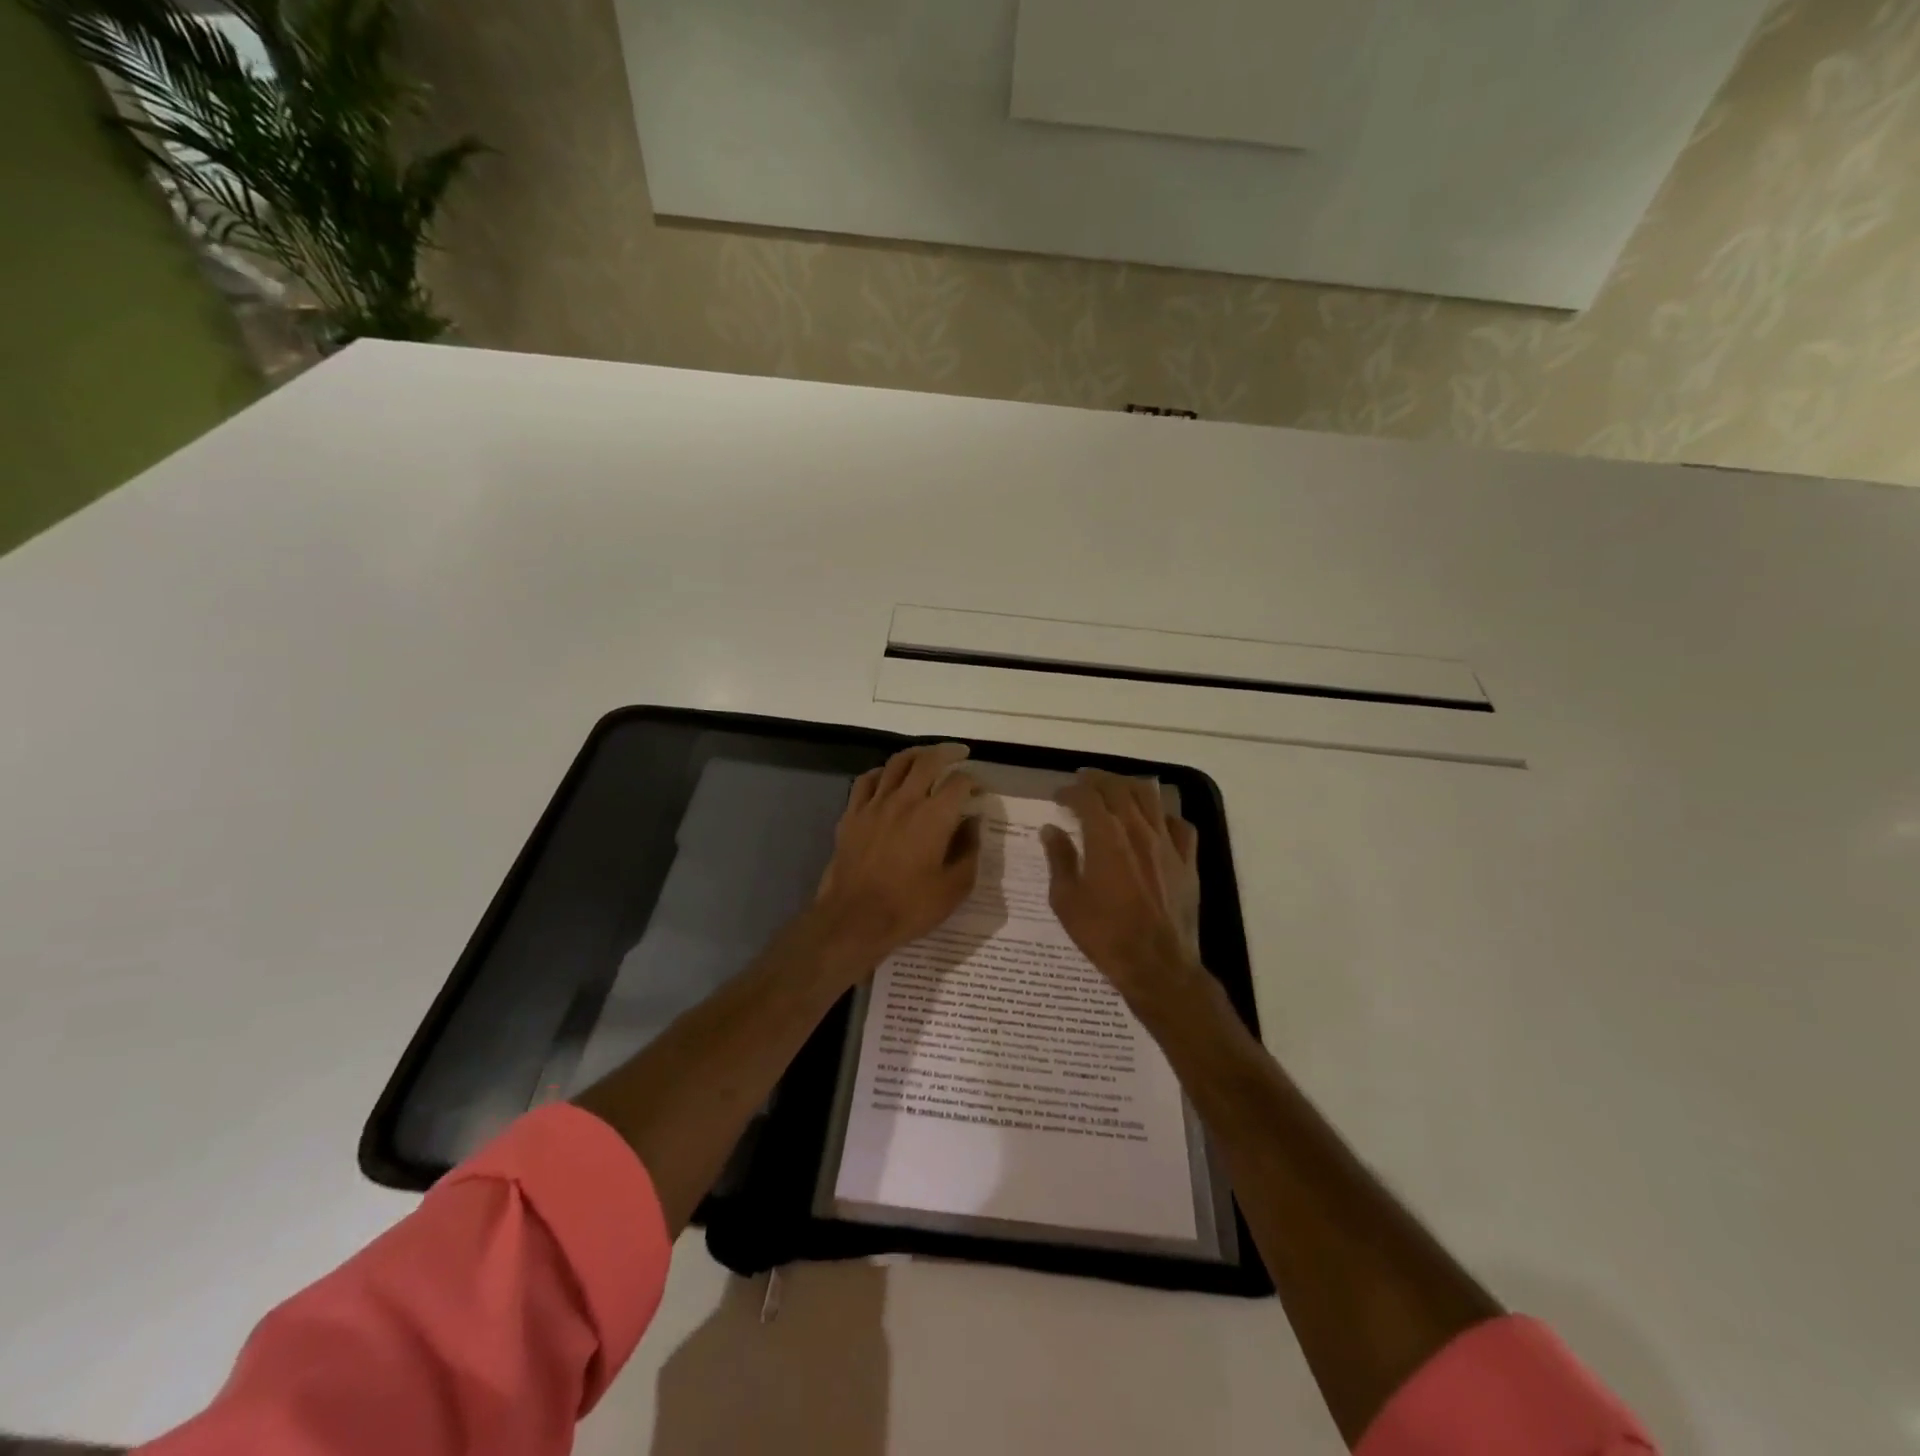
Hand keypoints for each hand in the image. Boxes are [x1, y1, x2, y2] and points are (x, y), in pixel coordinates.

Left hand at [813, 743, 981, 971]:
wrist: (854, 919)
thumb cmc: (909, 907)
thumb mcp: (955, 887)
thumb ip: (969, 850)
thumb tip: (973, 823)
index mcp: (934, 816)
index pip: (959, 783)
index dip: (973, 781)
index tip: (979, 790)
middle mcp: (905, 800)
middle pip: (927, 760)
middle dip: (948, 752)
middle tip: (959, 753)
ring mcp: (874, 804)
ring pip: (896, 763)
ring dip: (916, 754)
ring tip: (927, 756)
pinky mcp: (852, 814)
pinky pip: (867, 780)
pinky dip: (882, 772)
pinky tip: (888, 778)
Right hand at [1040, 768, 1203, 1000]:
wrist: (1157, 966)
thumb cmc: (1105, 935)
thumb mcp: (1067, 901)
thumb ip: (1059, 860)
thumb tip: (1051, 830)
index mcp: (1106, 838)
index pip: (1087, 798)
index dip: (1070, 791)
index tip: (1059, 797)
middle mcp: (1138, 831)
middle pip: (1119, 789)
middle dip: (1098, 780)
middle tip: (1083, 782)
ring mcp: (1167, 844)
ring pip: (1150, 799)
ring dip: (1129, 787)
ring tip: (1116, 790)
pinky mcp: (1188, 861)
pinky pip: (1179, 826)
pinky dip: (1163, 816)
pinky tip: (1155, 822)